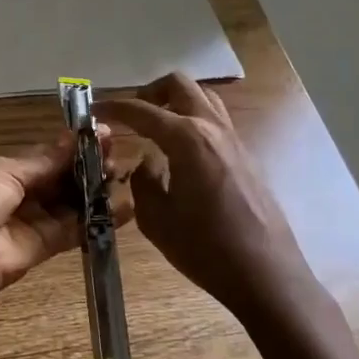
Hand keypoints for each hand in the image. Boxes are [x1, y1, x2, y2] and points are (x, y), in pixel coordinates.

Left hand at [0, 131, 133, 331]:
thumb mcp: (4, 172)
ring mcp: (36, 221)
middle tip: (116, 156)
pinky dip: (99, 219)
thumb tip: (75, 137)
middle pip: (64, 178)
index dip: (74, 146)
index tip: (102, 134)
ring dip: (97, 189)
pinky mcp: (48, 247)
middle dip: (89, 166)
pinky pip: (76, 229)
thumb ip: (43, 159)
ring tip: (123, 175)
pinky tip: (124, 207)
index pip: (49, 155)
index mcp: (7, 171)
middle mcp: (24, 194)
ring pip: (73, 202)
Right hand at [96, 73, 314, 320]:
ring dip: (176, 102)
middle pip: (179, 85)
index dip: (114, 107)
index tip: (94, 109)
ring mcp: (234, 139)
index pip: (142, 111)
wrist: (265, 273)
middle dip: (149, 92)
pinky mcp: (246, 156)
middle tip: (131, 115)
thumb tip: (146, 162)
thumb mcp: (157, 220)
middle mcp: (212, 128)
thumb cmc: (205, 249)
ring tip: (156, 126)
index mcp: (187, 139)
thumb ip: (143, 181)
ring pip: (203, 97)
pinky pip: (215, 120)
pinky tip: (181, 151)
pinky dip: (193, 120)